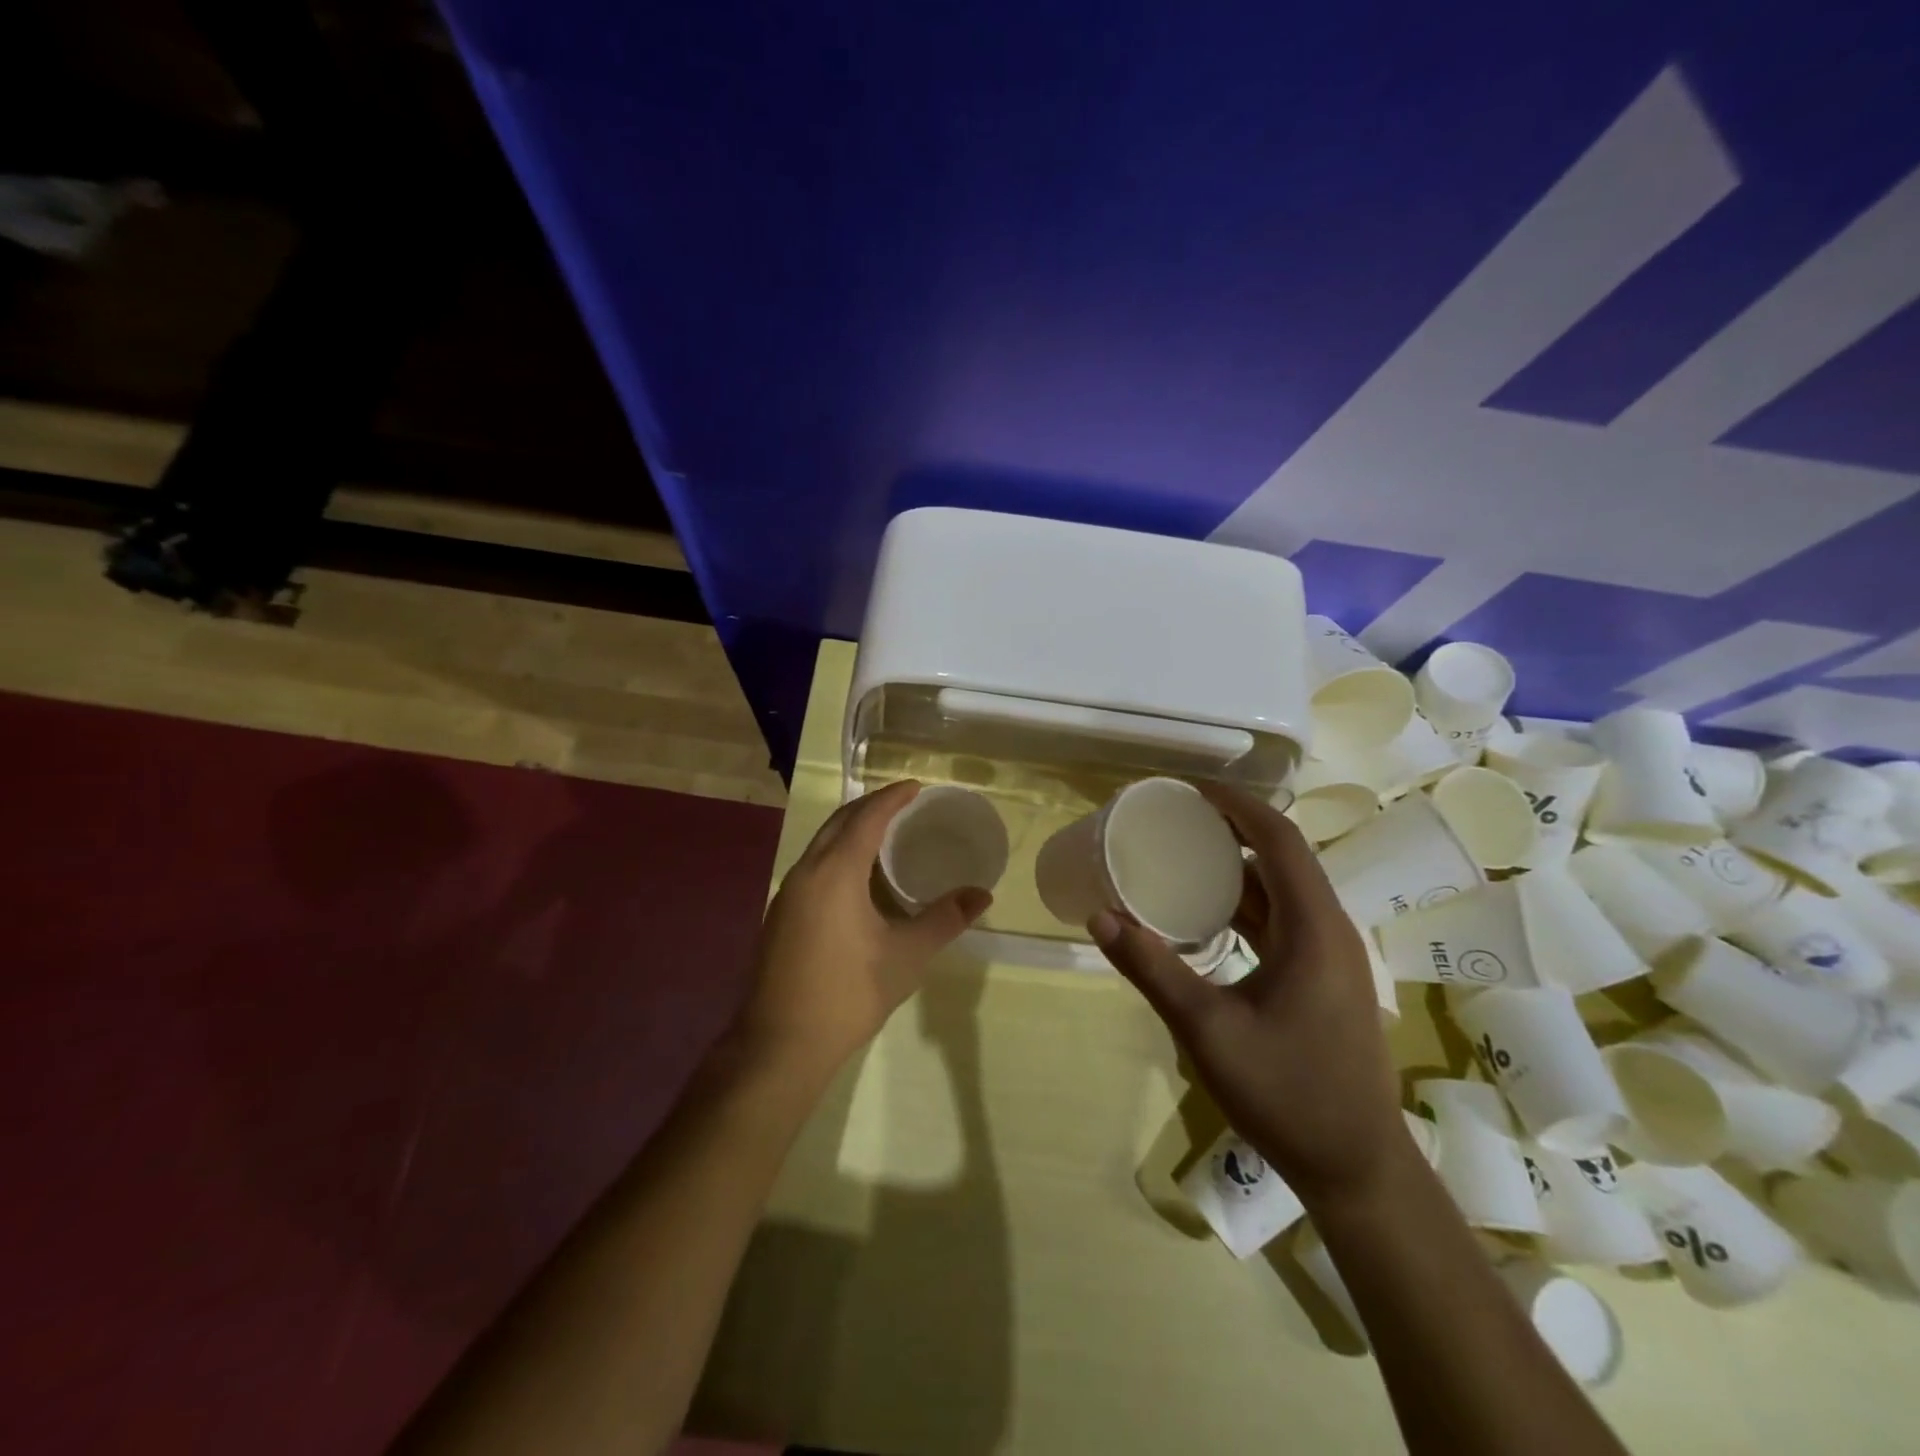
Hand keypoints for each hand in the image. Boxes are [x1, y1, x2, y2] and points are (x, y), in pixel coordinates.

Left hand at [735, 780, 991, 1078]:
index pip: (867, 818)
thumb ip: (945, 919)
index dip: (892, 798)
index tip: (916, 787)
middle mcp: (806, 872)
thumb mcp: (907, 955)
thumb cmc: (849, 993)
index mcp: (835, 872)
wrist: (781, 1043)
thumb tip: (982, 894)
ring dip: (851, 829)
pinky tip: (857, 877)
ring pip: (821, 844)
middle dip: (870, 806)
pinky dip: (838, 853)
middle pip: (839, 822)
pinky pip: (813, 865)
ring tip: (884, 833)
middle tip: (903, 803)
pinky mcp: (781, 916)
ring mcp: (787, 894)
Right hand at [1089, 783, 1409, 1206]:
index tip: (1188, 788)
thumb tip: (1100, 917)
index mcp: (1313, 928)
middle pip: (1282, 855)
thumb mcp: (1207, 1029)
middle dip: (1232, 826)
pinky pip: (1282, 919)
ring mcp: (1330, 955)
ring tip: (1183, 852)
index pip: (1278, 839)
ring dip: (1238, 865)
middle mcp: (1329, 929)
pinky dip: (1245, 901)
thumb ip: (1151, 968)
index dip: (1236, 803)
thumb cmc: (1287, 1093)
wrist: (1357, 1168)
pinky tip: (1206, 913)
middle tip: (1176, 815)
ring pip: (1282, 888)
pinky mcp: (1323, 978)